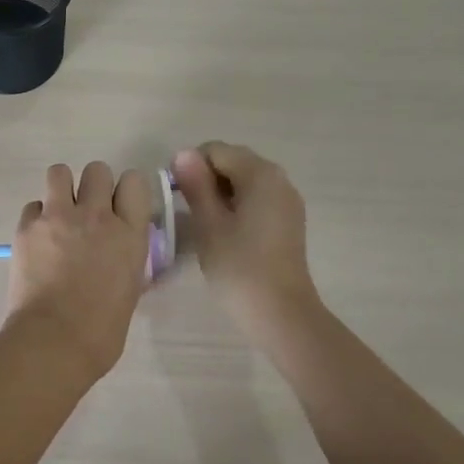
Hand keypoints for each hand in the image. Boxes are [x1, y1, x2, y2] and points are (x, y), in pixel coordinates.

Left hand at [5, 162, 152, 380]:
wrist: (54, 341)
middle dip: (93, 186)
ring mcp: (59, 217)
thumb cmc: (101, 330)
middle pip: (97, 169)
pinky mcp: (27, 227)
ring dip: (61, 188)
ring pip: (59, 172)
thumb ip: (127, 259)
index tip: (120, 206)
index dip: (126, 190)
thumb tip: (120, 254)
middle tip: (87, 212)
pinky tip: (37, 239)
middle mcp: (96, 216)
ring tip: (59, 213)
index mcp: (129, 233)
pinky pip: (33, 205)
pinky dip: (36, 217)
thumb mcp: (130, 289)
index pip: (134, 181)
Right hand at [172, 142, 320, 343]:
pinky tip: (224, 232)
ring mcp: (287, 200)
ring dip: (219, 193)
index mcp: (260, 174)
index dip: (189, 166)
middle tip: (186, 211)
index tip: (174, 196)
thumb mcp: (209, 224)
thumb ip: (196, 184)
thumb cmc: (239, 267)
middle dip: (205, 178)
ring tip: (203, 223)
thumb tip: (183, 153)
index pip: (215, 150)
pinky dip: (236, 205)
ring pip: (244, 181)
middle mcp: (279, 178)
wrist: (281, 313)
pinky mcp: (288, 220)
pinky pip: (256, 198)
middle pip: (233, 161)